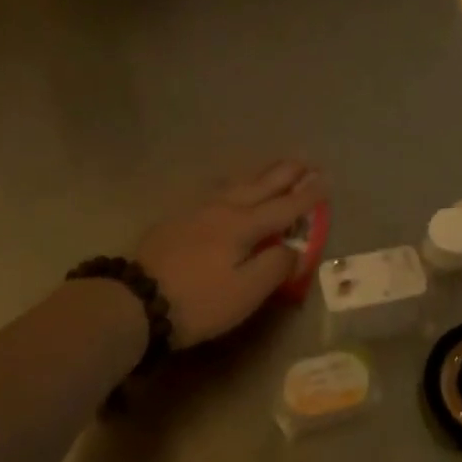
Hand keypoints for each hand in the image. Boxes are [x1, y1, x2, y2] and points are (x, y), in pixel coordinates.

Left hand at [135, 160, 327, 348]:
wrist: (135, 301)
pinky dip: (235, 185)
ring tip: (273, 167)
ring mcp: (197, 211)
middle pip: (261, 186)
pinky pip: (217, 192)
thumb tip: (292, 248)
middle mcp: (223, 209)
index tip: (326, 180)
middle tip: (306, 160)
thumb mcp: (246, 292)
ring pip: (236, 185)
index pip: (284, 207)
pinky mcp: (177, 220)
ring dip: (260, 174)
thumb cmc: (198, 301)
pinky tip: (230, 189)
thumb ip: (275, 266)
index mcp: (243, 226)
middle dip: (286, 174)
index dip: (307, 196)